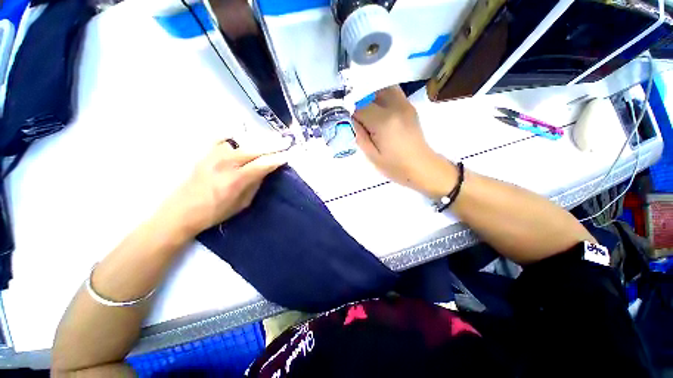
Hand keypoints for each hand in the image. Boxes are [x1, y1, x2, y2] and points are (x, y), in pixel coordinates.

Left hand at [163, 139, 287, 235]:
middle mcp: (226, 164)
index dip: (276, 159)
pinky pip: (222, 139)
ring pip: (241, 142)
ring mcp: (214, 156)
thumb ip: (255, 185)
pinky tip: (241, 135)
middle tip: (286, 140)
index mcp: (236, 180)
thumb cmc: (215, 212)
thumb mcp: (242, 204)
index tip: (287, 156)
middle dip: (273, 144)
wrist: (182, 211)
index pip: (262, 165)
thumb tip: (265, 170)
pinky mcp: (205, 154)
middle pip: (254, 149)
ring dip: (258, 139)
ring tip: (270, 137)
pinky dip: (234, 135)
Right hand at [353, 86, 456, 198]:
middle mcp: (395, 107)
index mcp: (384, 122)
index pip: (360, 107)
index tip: (351, 123)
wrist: (421, 167)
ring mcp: (405, 105)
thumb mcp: (371, 155)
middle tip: (358, 116)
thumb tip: (351, 120)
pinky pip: (393, 94)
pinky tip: (380, 113)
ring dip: (372, 96)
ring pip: (384, 88)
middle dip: (361, 100)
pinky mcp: (410, 107)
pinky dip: (383, 98)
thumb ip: (359, 135)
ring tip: (369, 112)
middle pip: (372, 91)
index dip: (352, 113)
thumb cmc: (395, 166)